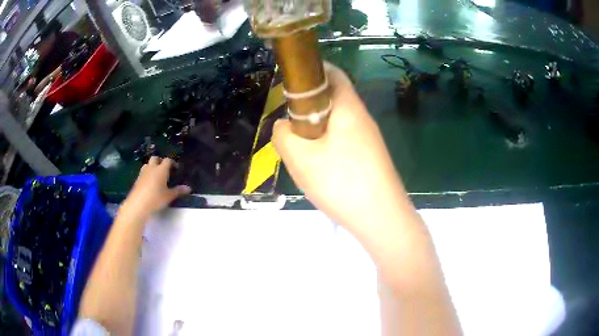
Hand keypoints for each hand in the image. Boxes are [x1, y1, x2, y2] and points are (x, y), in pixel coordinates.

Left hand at [121, 157, 190, 217]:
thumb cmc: (156, 198)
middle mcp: (152, 168)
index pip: (167, 160)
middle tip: (165, 169)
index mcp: (161, 169)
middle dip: (160, 161)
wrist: (138, 204)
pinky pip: (143, 172)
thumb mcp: (169, 196)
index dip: (172, 163)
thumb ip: (178, 191)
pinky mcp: (137, 179)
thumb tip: (188, 188)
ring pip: (148, 164)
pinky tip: (149, 183)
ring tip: (156, 175)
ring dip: (152, 166)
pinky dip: (147, 174)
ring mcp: (143, 173)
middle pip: (155, 158)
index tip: (176, 168)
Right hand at [272, 62, 414, 235]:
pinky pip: (344, 142)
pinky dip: (327, 146)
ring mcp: (369, 139)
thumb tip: (283, 126)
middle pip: (332, 99)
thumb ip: (283, 135)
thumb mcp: (300, 158)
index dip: (311, 71)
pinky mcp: (370, 157)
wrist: (382, 219)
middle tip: (291, 128)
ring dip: (316, 131)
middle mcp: (362, 118)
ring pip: (336, 123)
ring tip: (303, 154)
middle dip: (308, 107)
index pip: (332, 73)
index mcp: (348, 107)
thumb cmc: (341, 182)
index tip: (290, 84)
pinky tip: (320, 170)